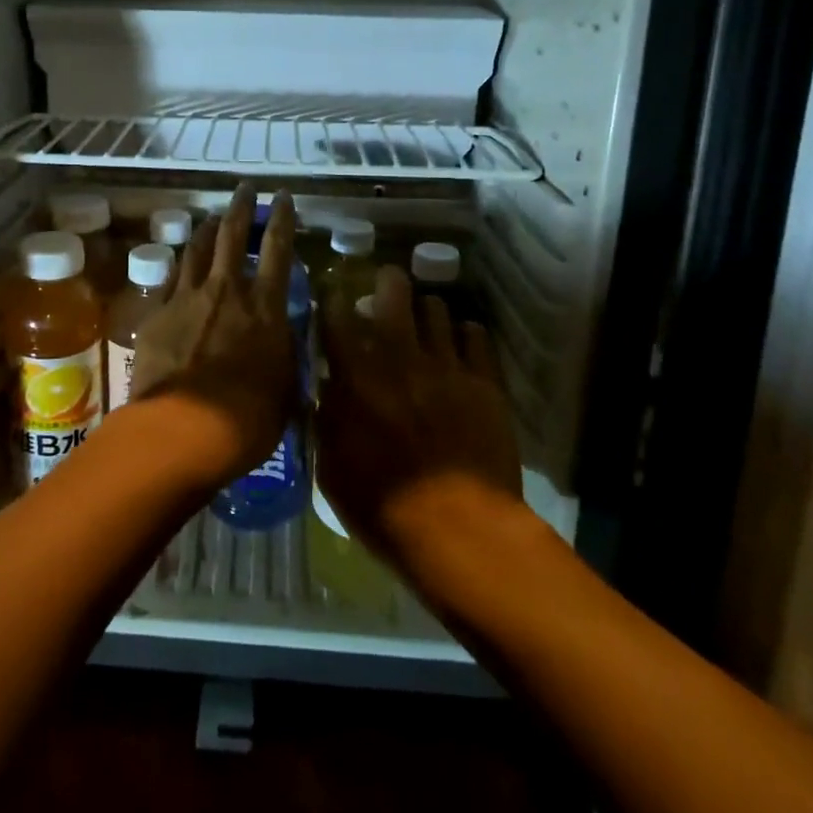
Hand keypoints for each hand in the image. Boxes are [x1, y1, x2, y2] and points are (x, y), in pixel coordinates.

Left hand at [130, 184, 298, 485]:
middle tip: (244, 189)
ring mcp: (188, 298)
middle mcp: (227, 291)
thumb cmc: (247, 419)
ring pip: (198, 249)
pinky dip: (181, 265)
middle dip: (241, 207)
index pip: (279, 249)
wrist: (182, 429)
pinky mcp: (157, 313)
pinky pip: (171, 278)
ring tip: (213, 218)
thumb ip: (285, 353)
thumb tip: (285, 336)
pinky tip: (181, 264)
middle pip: (233, 235)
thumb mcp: (285, 388)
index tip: (282, 196)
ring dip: (208, 229)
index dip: (282, 218)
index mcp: (265, 307)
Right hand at [317, 267, 522, 566]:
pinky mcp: (484, 381)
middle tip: (385, 287)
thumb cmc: (381, 506)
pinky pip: (477, 336)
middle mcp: (399, 355)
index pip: (336, 315)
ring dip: (426, 311)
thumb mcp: (332, 468)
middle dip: (386, 282)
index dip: (331, 298)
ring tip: (425, 321)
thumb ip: (327, 419)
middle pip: (393, 291)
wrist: (458, 530)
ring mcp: (446, 364)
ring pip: (437, 308)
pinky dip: (466, 334)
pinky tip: (462, 343)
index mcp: (355, 374)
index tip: (332, 295)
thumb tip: (328, 389)